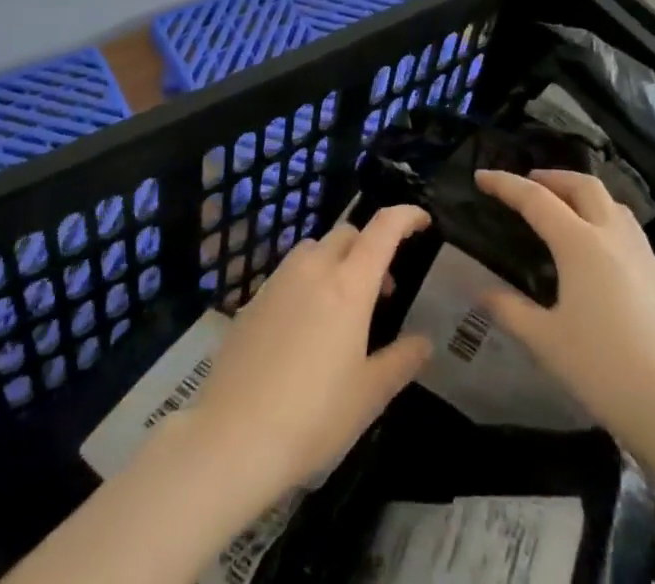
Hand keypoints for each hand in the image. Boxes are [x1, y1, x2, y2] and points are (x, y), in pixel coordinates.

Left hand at [186, 204, 432, 502]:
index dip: (407, 216)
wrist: (231, 438)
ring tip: (342, 306)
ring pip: (315, 249)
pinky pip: (290, 273)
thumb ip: (401, 361)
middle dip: (370, 248)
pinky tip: (305, 327)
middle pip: (348, 234)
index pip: (383, 228)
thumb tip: (424, 342)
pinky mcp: (253, 299)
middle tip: (382, 290)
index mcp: (349, 284)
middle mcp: (314, 269)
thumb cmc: (312, 417)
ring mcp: (279, 280)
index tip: (423, 222)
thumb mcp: (369, 396)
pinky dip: (308, 281)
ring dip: (337, 261)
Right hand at [473, 169, 654, 453]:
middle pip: (582, 185)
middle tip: (529, 183)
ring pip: (611, 202)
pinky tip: (601, 249)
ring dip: (583, 193)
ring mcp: (642, 253)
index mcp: (580, 243)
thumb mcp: (547, 342)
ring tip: (565, 207)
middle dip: (552, 177)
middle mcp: (612, 235)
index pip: (536, 199)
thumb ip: (511, 311)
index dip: (506, 184)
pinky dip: (606, 219)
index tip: (481, 176)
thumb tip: (482, 292)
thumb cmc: (605, 371)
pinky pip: (628, 228)